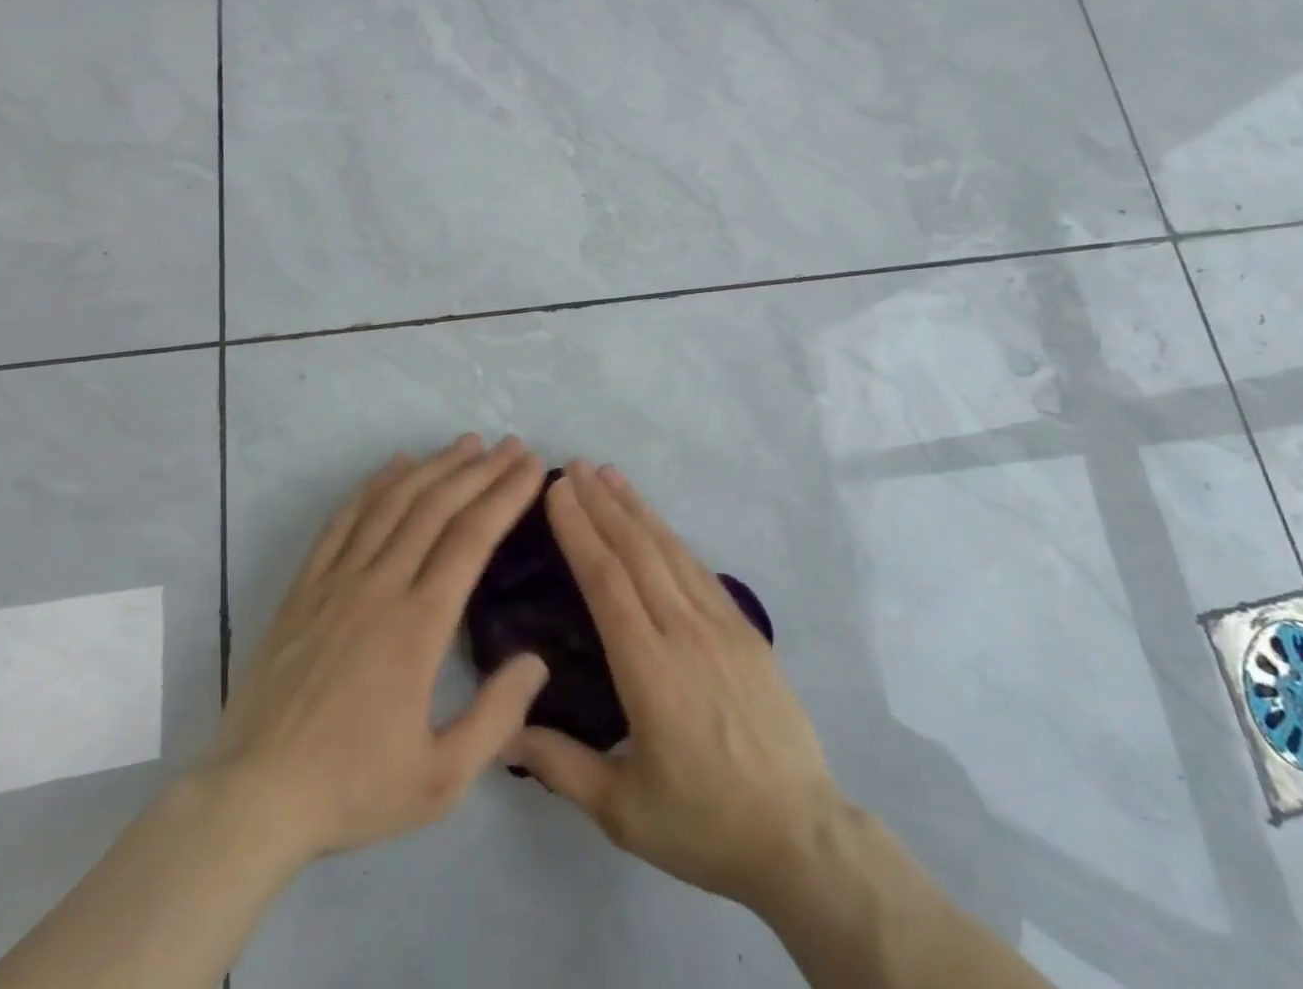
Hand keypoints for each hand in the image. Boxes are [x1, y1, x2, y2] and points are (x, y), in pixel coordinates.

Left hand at [200, 435, 550, 873]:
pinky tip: (396, 465)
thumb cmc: (352, 789)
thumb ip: (498, 718)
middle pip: (437, 507)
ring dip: (435, 466)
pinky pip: (343, 520)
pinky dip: (374, 485)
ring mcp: (338, 581)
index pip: (473, 537)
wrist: (251, 801)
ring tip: (467, 443)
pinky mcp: (305, 588)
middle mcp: (381, 586)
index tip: (533, 466)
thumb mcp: (441, 779)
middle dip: (481, 469)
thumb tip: (538, 661)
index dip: (506, 494)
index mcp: (419, 624)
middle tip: (511, 444)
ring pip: (393, 503)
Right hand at [506, 462, 844, 909]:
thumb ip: (560, 766)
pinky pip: (700, 570)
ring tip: (610, 476)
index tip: (558, 493)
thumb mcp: (622, 810)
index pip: (606, 581)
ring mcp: (720, 625)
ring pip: (670, 551)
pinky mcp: (744, 629)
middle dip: (602, 505)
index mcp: (649, 669)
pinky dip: (672, 537)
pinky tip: (657, 523)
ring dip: (637, 509)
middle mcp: (684, 631)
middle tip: (575, 468)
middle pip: (636, 552)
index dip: (580, 531)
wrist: (798, 833)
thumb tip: (504, 735)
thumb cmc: (704, 823)